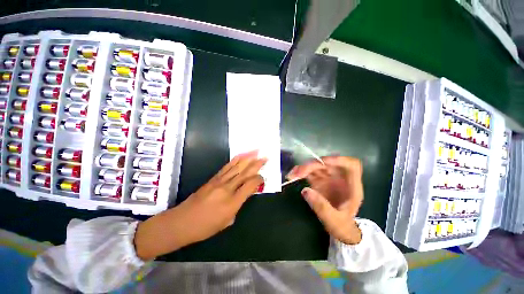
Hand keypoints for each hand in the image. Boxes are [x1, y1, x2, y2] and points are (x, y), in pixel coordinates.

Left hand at [135, 151, 265, 259]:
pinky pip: (227, 167)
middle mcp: (227, 188)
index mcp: (232, 202)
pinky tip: (241, 156)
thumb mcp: (227, 221)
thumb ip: (238, 205)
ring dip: (248, 157)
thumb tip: (244, 194)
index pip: (250, 185)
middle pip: (245, 173)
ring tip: (256, 151)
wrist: (182, 222)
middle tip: (265, 156)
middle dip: (257, 163)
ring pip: (237, 166)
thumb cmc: (205, 227)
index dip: (259, 179)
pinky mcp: (213, 178)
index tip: (263, 178)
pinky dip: (236, 160)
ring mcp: (219, 181)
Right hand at [287, 156, 363, 244]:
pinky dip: (300, 172)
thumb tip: (305, 190)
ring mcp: (329, 179)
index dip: (338, 160)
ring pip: (317, 166)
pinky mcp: (319, 181)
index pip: (350, 165)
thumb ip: (322, 207)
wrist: (341, 230)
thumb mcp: (335, 222)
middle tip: (298, 173)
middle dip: (312, 166)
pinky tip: (293, 175)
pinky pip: (309, 172)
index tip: (323, 163)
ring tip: (292, 175)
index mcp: (352, 187)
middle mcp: (340, 179)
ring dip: (304, 168)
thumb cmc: (343, 227)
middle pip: (328, 164)